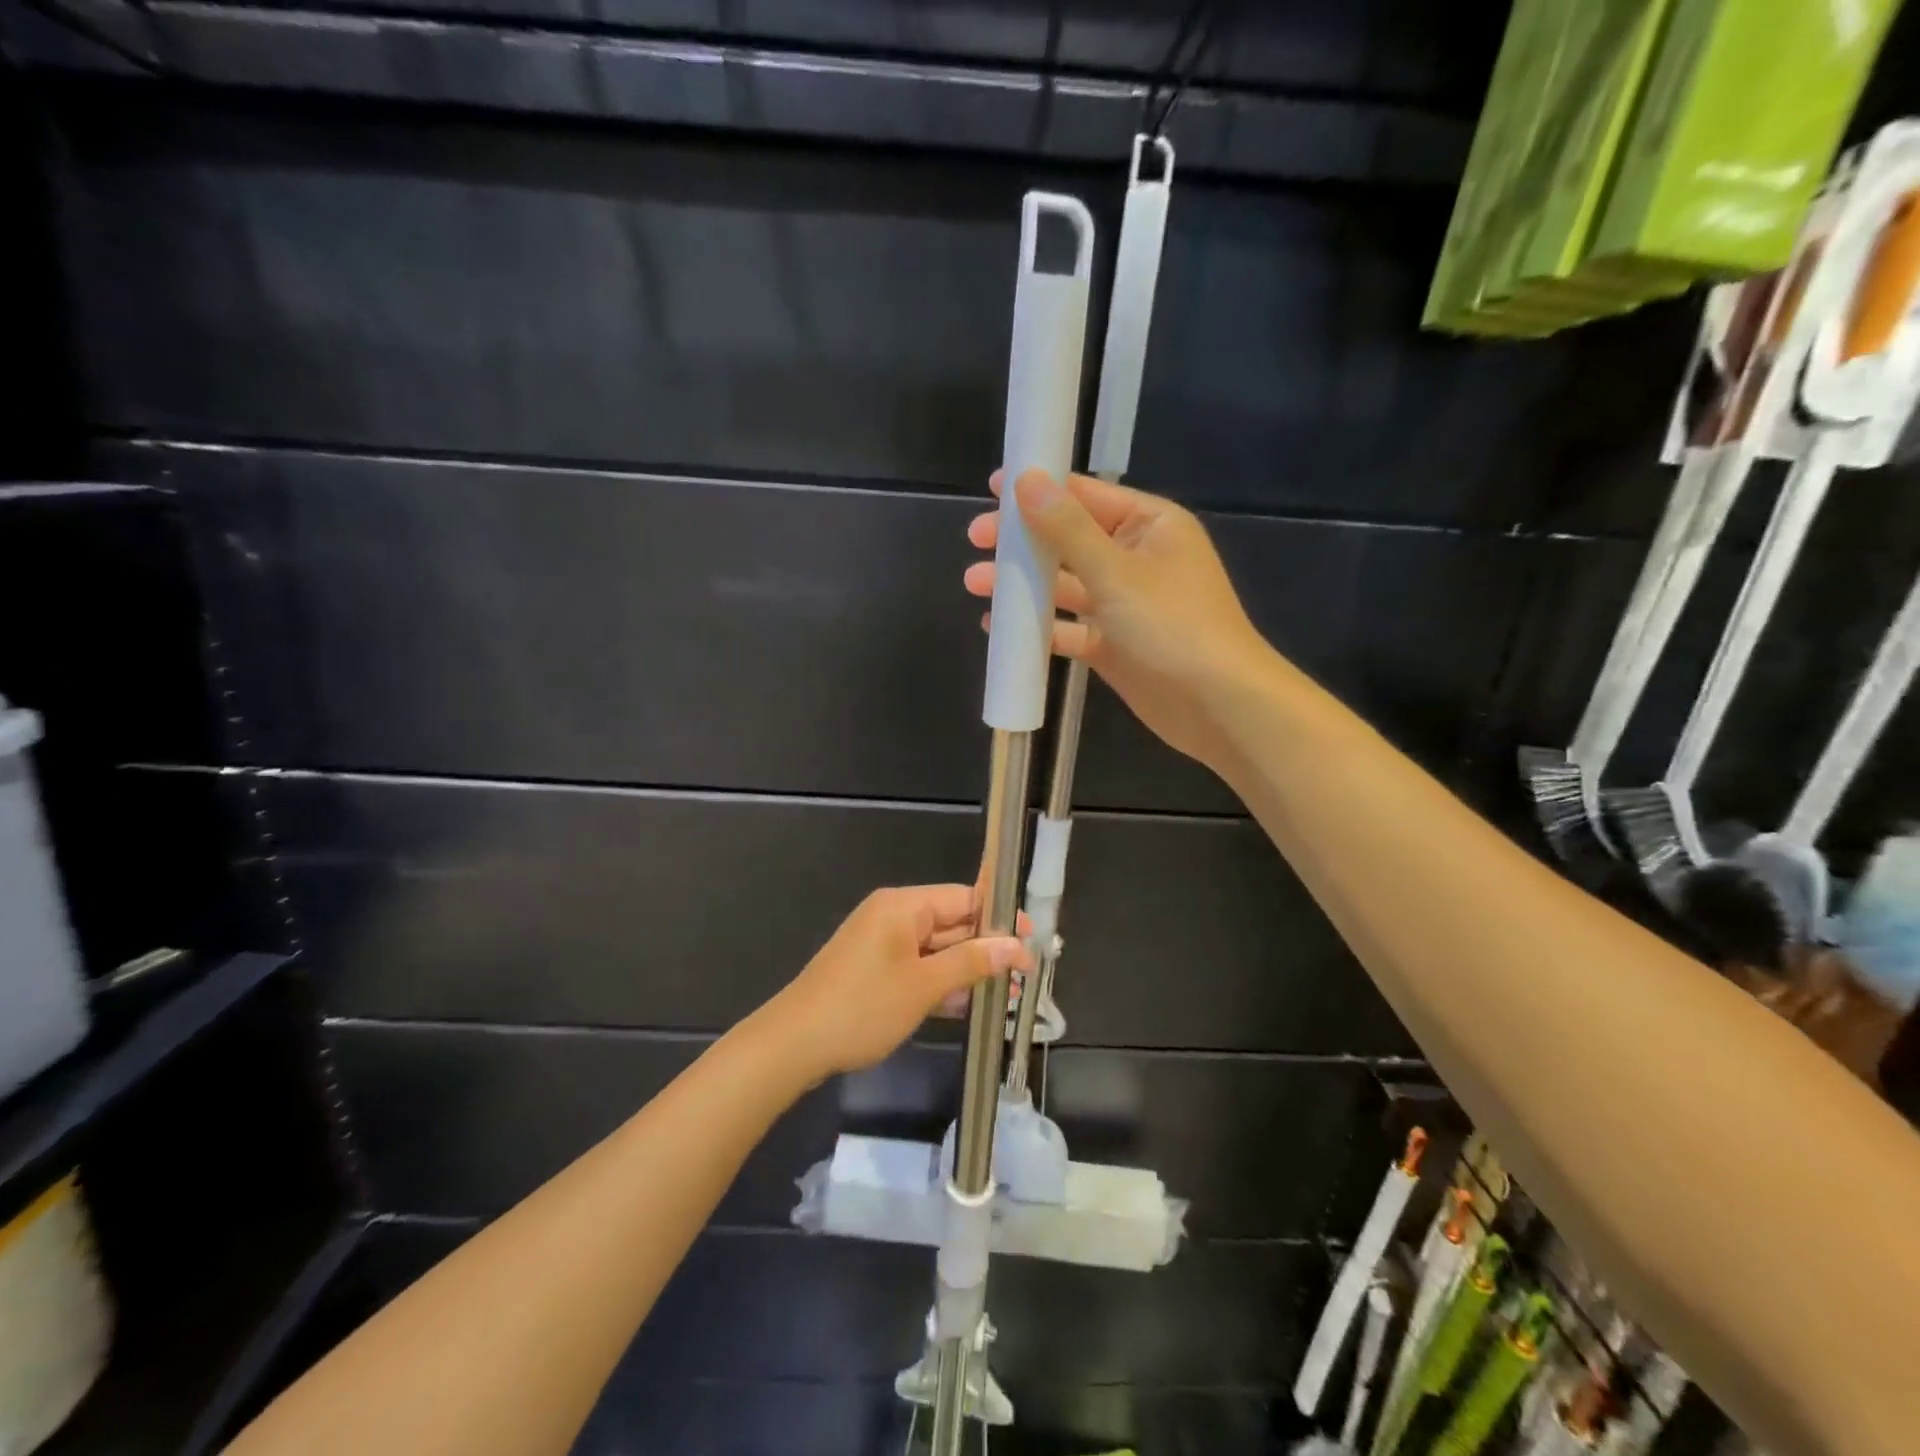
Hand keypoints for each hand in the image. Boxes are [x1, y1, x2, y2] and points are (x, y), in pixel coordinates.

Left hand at [770, 885, 1031, 1076]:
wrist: (794, 1044)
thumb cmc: (863, 1007)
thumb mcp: (923, 986)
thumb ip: (971, 962)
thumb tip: (1016, 945)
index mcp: (903, 905)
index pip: (964, 898)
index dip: (1001, 918)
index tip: (1032, 940)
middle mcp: (893, 916)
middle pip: (952, 923)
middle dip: (986, 949)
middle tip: (1023, 976)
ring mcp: (882, 943)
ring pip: (936, 949)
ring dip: (966, 970)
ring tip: (1004, 996)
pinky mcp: (874, 969)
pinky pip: (917, 967)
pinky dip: (940, 982)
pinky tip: (966, 1005)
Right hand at [964, 470, 1270, 768]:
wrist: (1217, 706)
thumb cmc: (1172, 625)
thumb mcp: (1115, 571)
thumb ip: (1067, 529)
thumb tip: (1027, 479)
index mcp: (1150, 525)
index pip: (1087, 494)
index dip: (1040, 488)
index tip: (994, 489)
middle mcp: (1137, 559)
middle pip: (1069, 540)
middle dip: (1023, 541)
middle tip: (976, 540)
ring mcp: (1124, 604)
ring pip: (1065, 586)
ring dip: (1024, 584)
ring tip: (975, 584)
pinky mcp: (1113, 644)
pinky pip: (1069, 627)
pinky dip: (1039, 627)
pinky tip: (1000, 628)